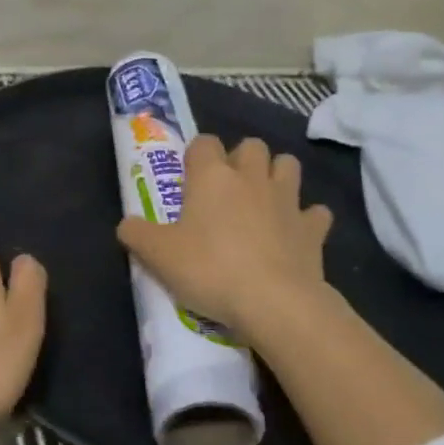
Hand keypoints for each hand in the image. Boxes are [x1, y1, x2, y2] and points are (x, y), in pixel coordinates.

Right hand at [116, 135, 337, 341]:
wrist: (275, 303)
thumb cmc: (210, 269)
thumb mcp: (158, 255)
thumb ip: (136, 234)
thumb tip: (127, 224)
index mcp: (212, 176)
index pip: (204, 142)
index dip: (196, 155)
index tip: (189, 178)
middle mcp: (251, 177)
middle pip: (251, 145)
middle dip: (242, 158)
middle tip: (227, 189)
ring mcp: (287, 200)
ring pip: (288, 165)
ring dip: (277, 176)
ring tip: (263, 200)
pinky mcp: (313, 229)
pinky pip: (316, 213)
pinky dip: (307, 219)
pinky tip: (296, 233)